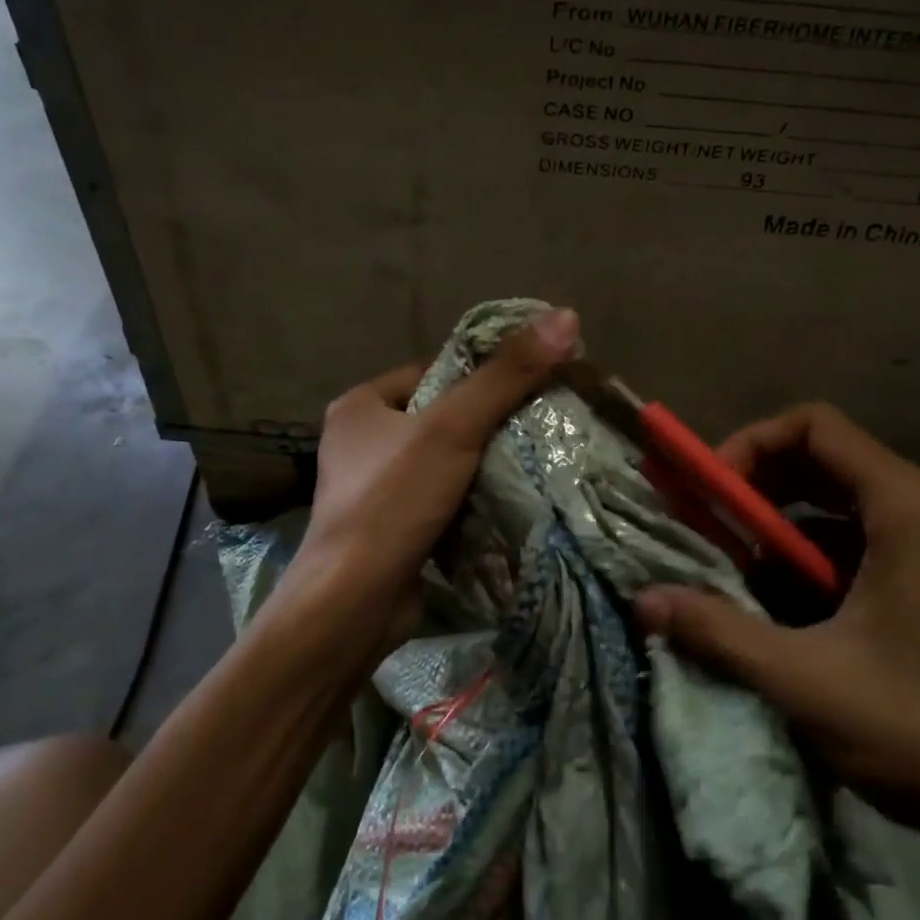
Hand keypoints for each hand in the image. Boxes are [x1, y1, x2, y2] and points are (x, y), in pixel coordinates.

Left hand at [273, 308, 580, 667]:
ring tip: (532, 463)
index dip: (481, 376)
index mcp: (361, 405)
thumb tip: (565, 316)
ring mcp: (373, 489)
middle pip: (441, 417)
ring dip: (483, 465)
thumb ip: (507, 375)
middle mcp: (361, 442)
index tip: (529, 387)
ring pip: (444, 461)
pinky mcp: (390, 528)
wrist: (354, 603)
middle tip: (539, 427)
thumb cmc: (394, 500)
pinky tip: (506, 503)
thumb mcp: (454, 428)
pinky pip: (440, 499)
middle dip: (487, 425)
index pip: (434, 372)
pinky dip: (470, 499)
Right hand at [634, 402, 919, 864]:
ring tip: (739, 569)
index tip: (709, 494)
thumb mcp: (807, 681)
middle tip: (709, 527)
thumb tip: (642, 601)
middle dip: (757, 488)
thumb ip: (718, 631)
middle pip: (826, 460)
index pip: (813, 426)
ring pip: (845, 503)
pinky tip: (790, 605)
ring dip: (784, 526)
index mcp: (909, 506)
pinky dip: (819, 556)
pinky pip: (869, 539)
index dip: (748, 445)